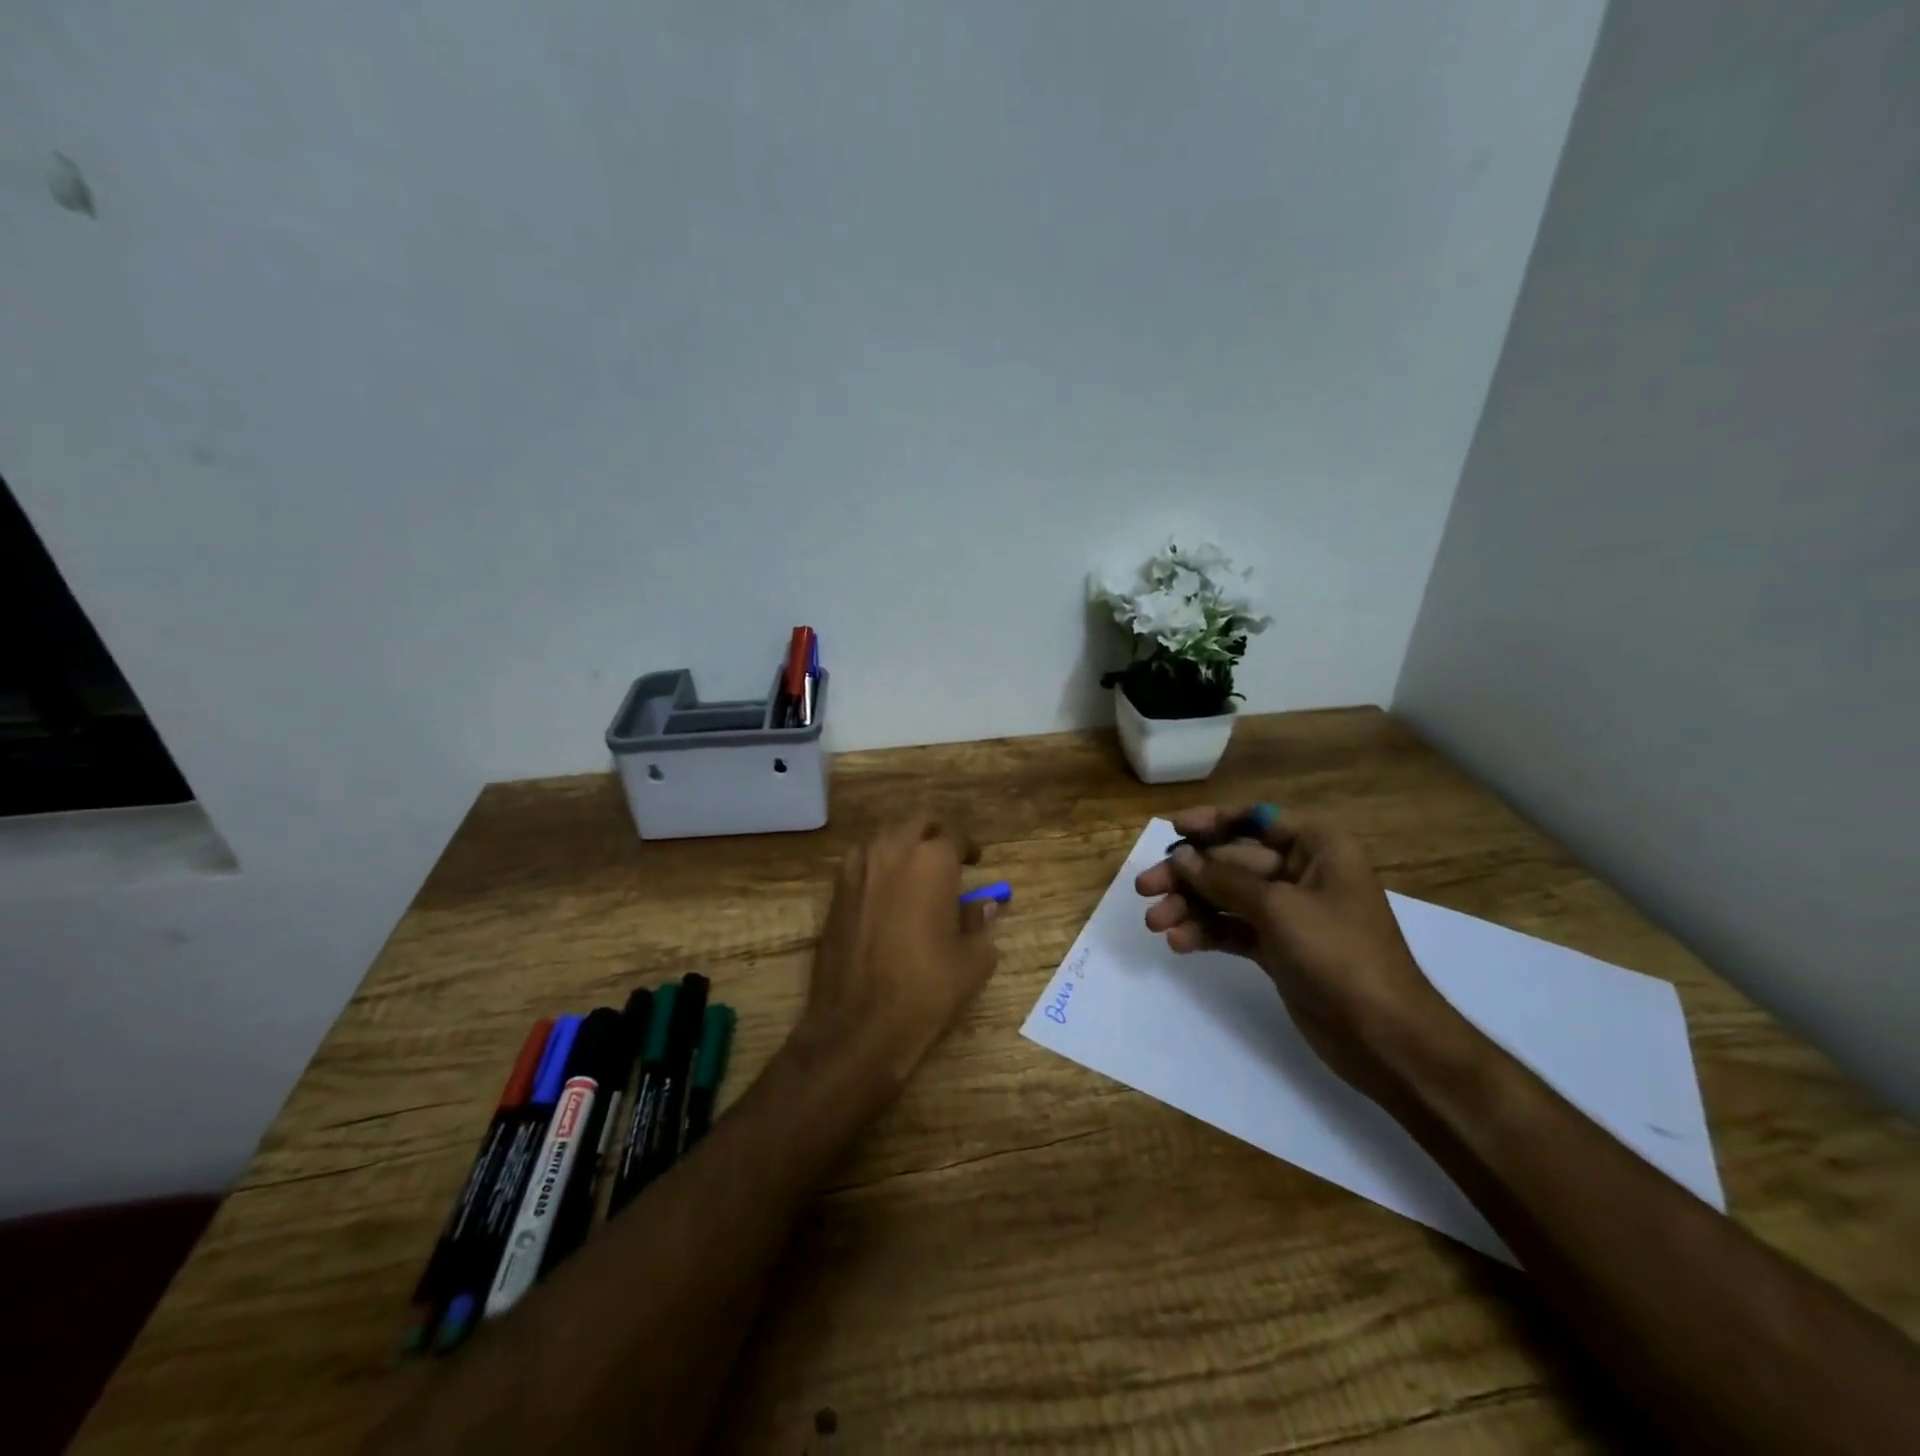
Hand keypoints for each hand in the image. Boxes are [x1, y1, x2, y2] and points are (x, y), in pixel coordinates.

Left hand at [802, 815, 1000, 1087]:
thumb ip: (979, 923)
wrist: (858, 1026)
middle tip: (947, 858)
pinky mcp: (835, 892)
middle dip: (935, 835)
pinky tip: (887, 893)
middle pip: (916, 824)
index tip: (975, 861)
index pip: (953, 835)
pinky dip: (878, 865)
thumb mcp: (972, 960)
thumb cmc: (926, 989)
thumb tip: (984, 906)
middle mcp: (891, 852)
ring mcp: (857, 869)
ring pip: (884, 838)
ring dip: (903, 846)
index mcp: (931, 862)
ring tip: (916, 873)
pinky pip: (861, 862)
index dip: (967, 846)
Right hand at [1135, 805, 1459, 1102]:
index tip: (1173, 831)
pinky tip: (1180, 943)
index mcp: (1317, 847)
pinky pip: (1233, 929)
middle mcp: (1302, 872)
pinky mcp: (1278, 947)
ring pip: (1227, 897)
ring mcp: (1289, 913)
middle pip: (1232, 862)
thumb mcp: (1278, 908)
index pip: (1256, 820)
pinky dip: (1207, 932)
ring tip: (1155, 924)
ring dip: (1190, 907)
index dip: (1212, 821)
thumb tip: (1182, 858)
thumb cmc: (1338, 954)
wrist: (1384, 1036)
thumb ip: (1224, 879)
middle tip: (1145, 888)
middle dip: (1189, 876)